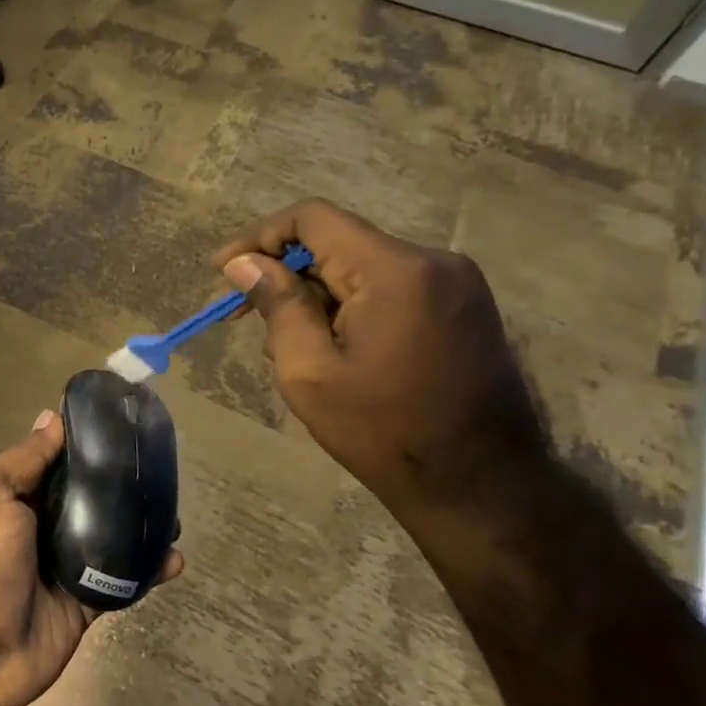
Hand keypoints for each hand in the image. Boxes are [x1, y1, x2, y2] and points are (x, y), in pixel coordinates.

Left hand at [0, 411, 183, 705]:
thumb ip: (24, 459)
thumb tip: (50, 417)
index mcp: (12, 496)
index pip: (55, 461)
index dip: (85, 445)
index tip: (124, 426)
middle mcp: (38, 526)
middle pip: (86, 498)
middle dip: (120, 486)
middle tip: (161, 472)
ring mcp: (62, 566)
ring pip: (109, 537)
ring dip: (140, 527)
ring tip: (174, 514)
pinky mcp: (84, 602)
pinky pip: (120, 580)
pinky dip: (148, 571)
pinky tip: (174, 559)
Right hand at [215, 200, 550, 549]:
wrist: (482, 487)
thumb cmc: (383, 431)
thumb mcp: (308, 371)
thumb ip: (277, 305)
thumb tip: (244, 262)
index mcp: (394, 271)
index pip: (312, 218)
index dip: (259, 237)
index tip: (223, 271)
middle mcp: (433, 261)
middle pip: (337, 242)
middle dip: (285, 273)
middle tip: (246, 317)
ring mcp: (457, 283)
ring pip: (360, 266)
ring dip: (316, 294)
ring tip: (292, 348)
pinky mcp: (464, 306)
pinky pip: (389, 286)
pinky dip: (350, 305)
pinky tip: (334, 349)